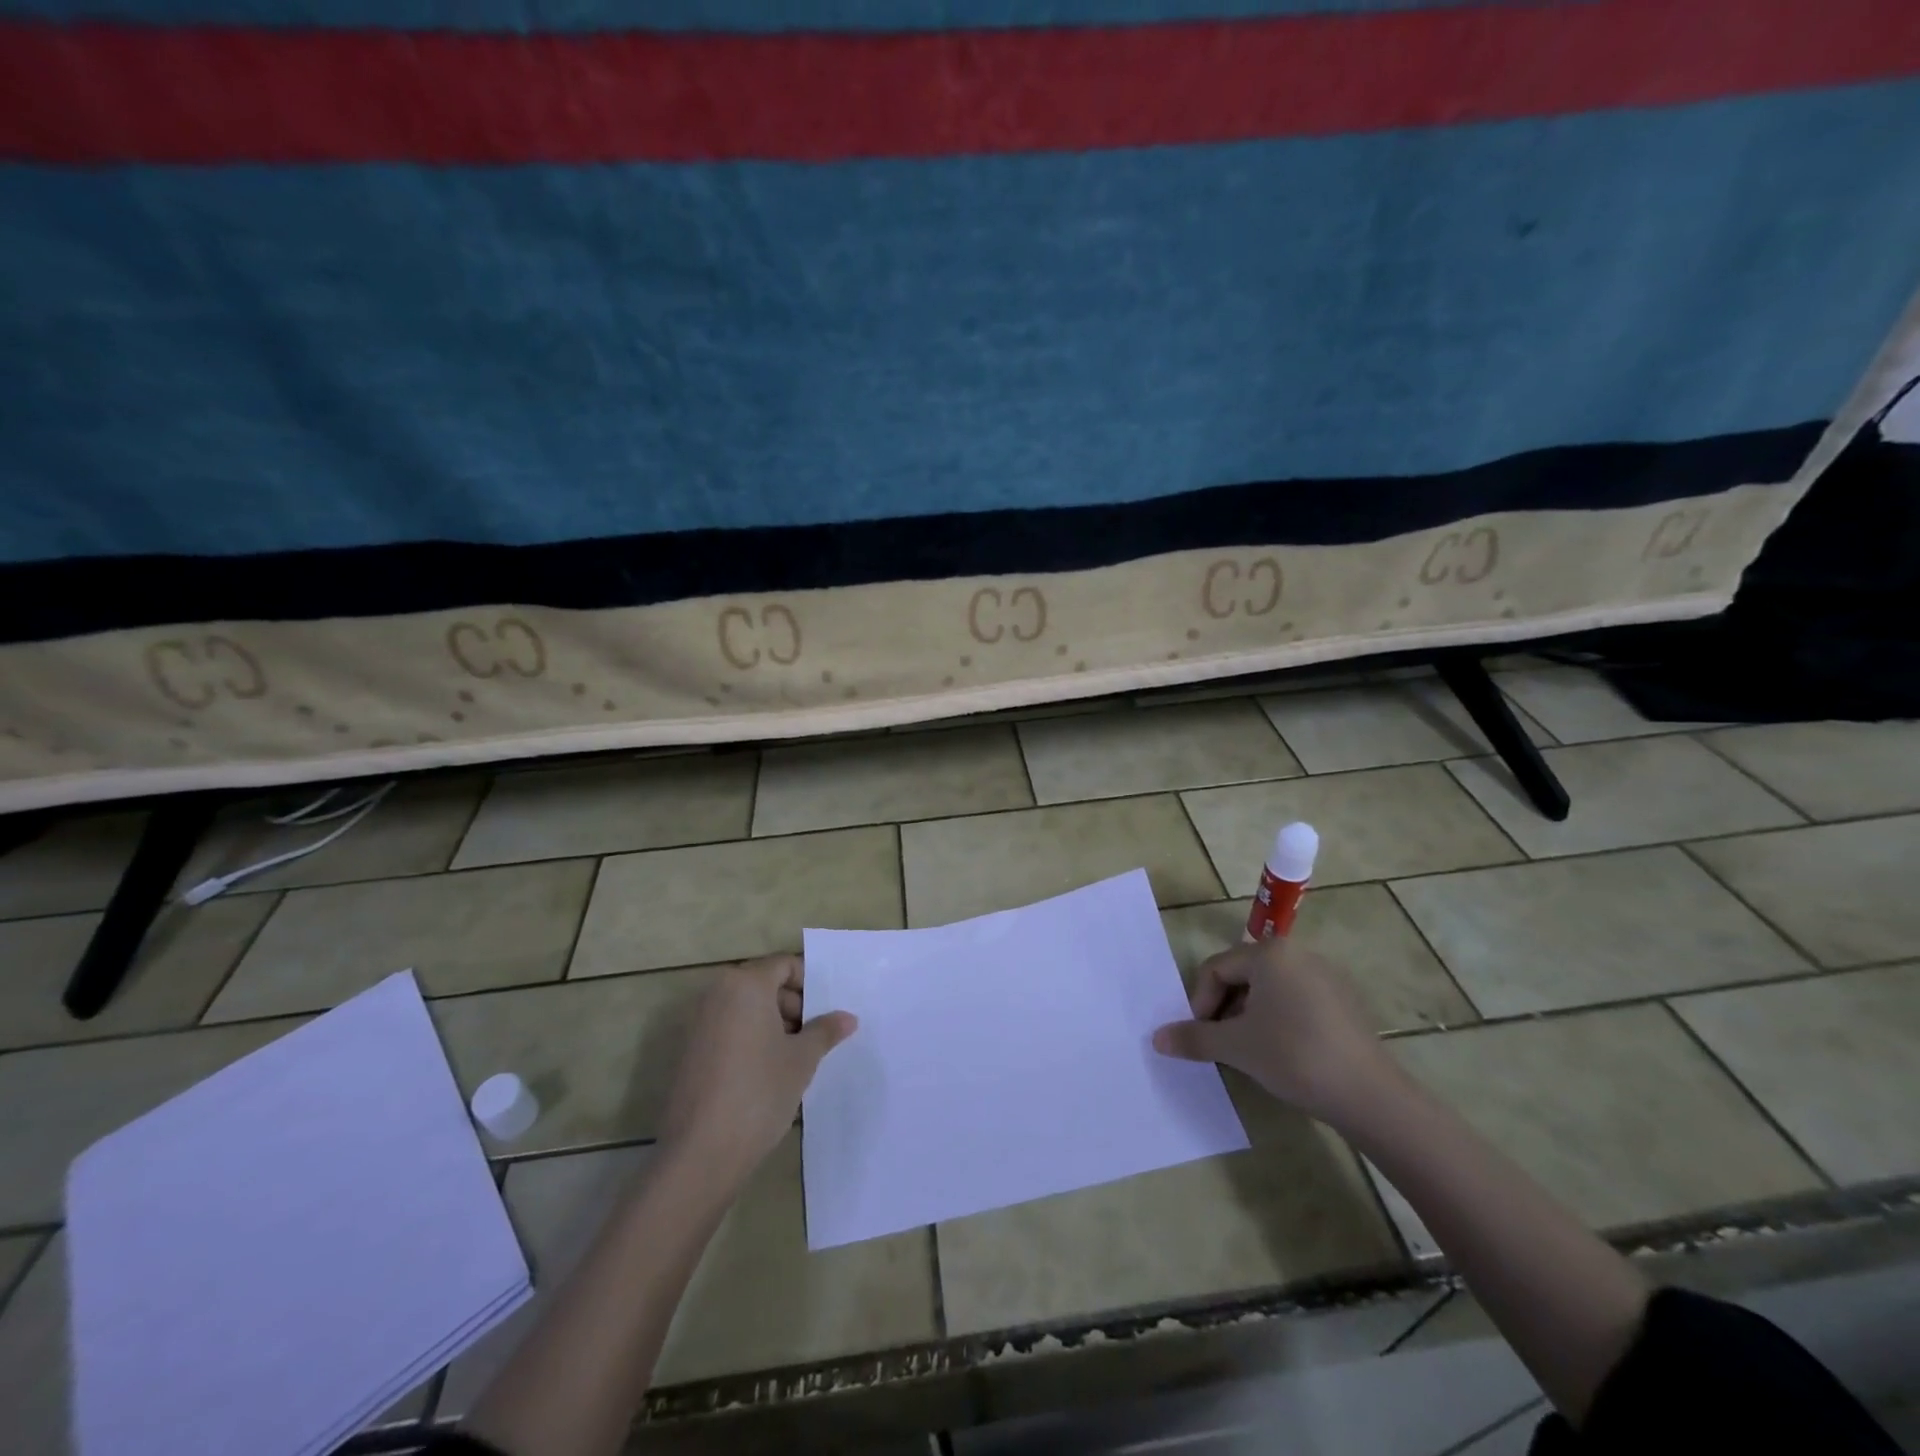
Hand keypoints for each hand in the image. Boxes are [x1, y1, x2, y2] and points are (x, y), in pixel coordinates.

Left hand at [658, 954, 856, 1192]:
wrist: (700, 1154)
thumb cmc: (759, 1092)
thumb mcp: (802, 1059)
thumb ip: (825, 1031)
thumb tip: (848, 1017)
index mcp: (745, 984)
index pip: (784, 965)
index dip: (810, 983)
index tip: (827, 1011)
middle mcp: (716, 994)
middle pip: (764, 984)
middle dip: (793, 1006)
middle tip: (816, 1037)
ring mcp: (698, 1023)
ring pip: (746, 1009)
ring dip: (773, 1025)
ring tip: (797, 1058)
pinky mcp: (689, 1052)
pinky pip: (729, 1031)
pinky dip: (751, 1040)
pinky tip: (768, 1074)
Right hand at [1153, 938, 1398, 1128]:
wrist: (1370, 1095)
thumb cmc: (1294, 1056)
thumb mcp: (1236, 1047)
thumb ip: (1193, 1038)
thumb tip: (1157, 1039)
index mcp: (1269, 953)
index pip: (1216, 969)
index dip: (1200, 1003)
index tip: (1201, 1037)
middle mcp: (1298, 954)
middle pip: (1243, 976)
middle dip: (1225, 1009)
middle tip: (1222, 1044)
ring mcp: (1326, 976)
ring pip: (1270, 989)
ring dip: (1249, 1016)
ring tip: (1250, 1051)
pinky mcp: (1344, 1001)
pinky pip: (1296, 1000)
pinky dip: (1279, 1020)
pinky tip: (1284, 1053)